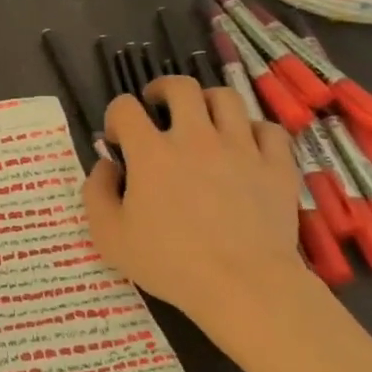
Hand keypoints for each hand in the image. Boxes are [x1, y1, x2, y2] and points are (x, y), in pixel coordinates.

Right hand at [82, 76, 309, 350]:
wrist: (244, 286)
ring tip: (203, 121)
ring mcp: (240, 148)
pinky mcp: (276, 165)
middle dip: (162, 89)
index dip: (116, 117)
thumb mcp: (109, 235)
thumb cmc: (170, 263)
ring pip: (226, 98)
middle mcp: (195, 137)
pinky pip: (268, 129)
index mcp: (151, 151)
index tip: (118, 140)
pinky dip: (254, 131)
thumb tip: (106, 165)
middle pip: (180, 86)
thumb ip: (96, 192)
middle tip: (158, 108)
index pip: (125, 107)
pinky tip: (246, 147)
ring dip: (208, 102)